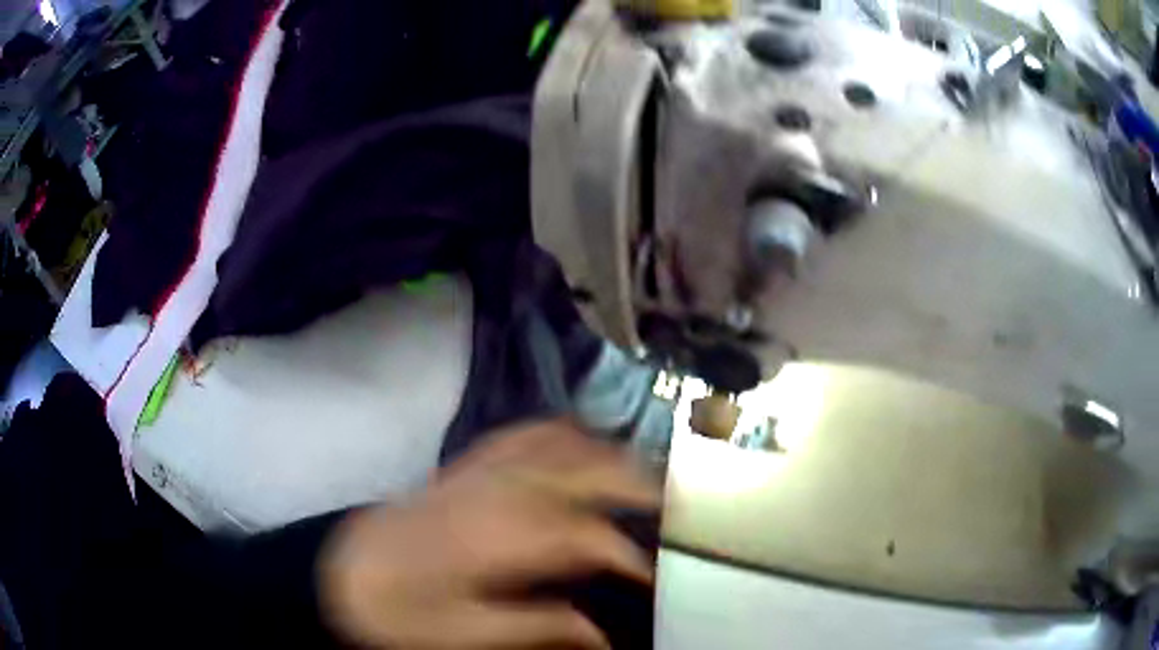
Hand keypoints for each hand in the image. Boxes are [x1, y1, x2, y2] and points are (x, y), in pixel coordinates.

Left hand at [318, 420, 661, 648]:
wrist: (345, 569)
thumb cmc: (400, 608)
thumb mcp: (462, 634)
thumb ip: (534, 629)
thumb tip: (599, 636)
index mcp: (502, 537)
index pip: (591, 537)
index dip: (633, 558)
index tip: (658, 577)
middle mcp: (500, 491)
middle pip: (589, 473)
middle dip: (641, 489)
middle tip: (677, 512)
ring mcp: (483, 470)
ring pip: (565, 445)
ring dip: (610, 457)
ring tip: (645, 480)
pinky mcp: (469, 465)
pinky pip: (525, 433)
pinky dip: (564, 433)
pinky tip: (582, 443)